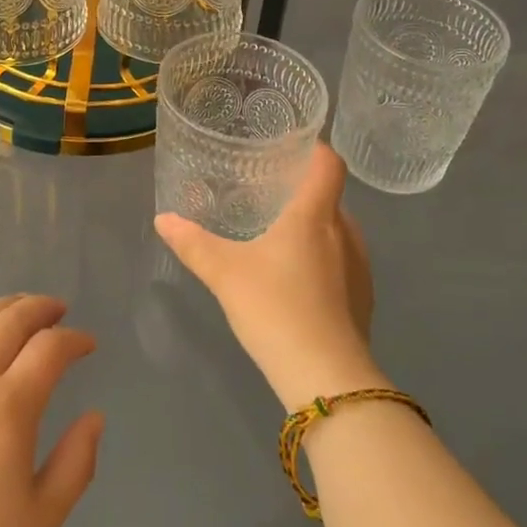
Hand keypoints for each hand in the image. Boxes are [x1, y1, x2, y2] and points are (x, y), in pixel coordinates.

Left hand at [0, 295, 104, 526]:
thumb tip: (94, 417)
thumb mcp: (38, 523)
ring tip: (17, 310)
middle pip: (10, 322)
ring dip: (1, 309)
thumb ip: (75, 465)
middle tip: (57, 309)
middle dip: (39, 308)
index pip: (50, 349)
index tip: (87, 344)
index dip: (74, 339)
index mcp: (9, 407)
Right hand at [155, 144, 382, 409]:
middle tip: (268, 194)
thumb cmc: (276, 308)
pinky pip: (344, 264)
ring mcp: (360, 268)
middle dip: (303, 192)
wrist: (327, 379)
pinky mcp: (364, 300)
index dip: (315, 148)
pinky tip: (297, 282)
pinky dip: (324, 261)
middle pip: (330, 197)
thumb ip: (193, 244)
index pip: (329, 163)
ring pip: (338, 232)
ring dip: (314, 229)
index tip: (291, 147)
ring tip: (280, 237)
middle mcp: (346, 233)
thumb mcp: (225, 274)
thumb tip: (163, 219)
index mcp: (315, 215)